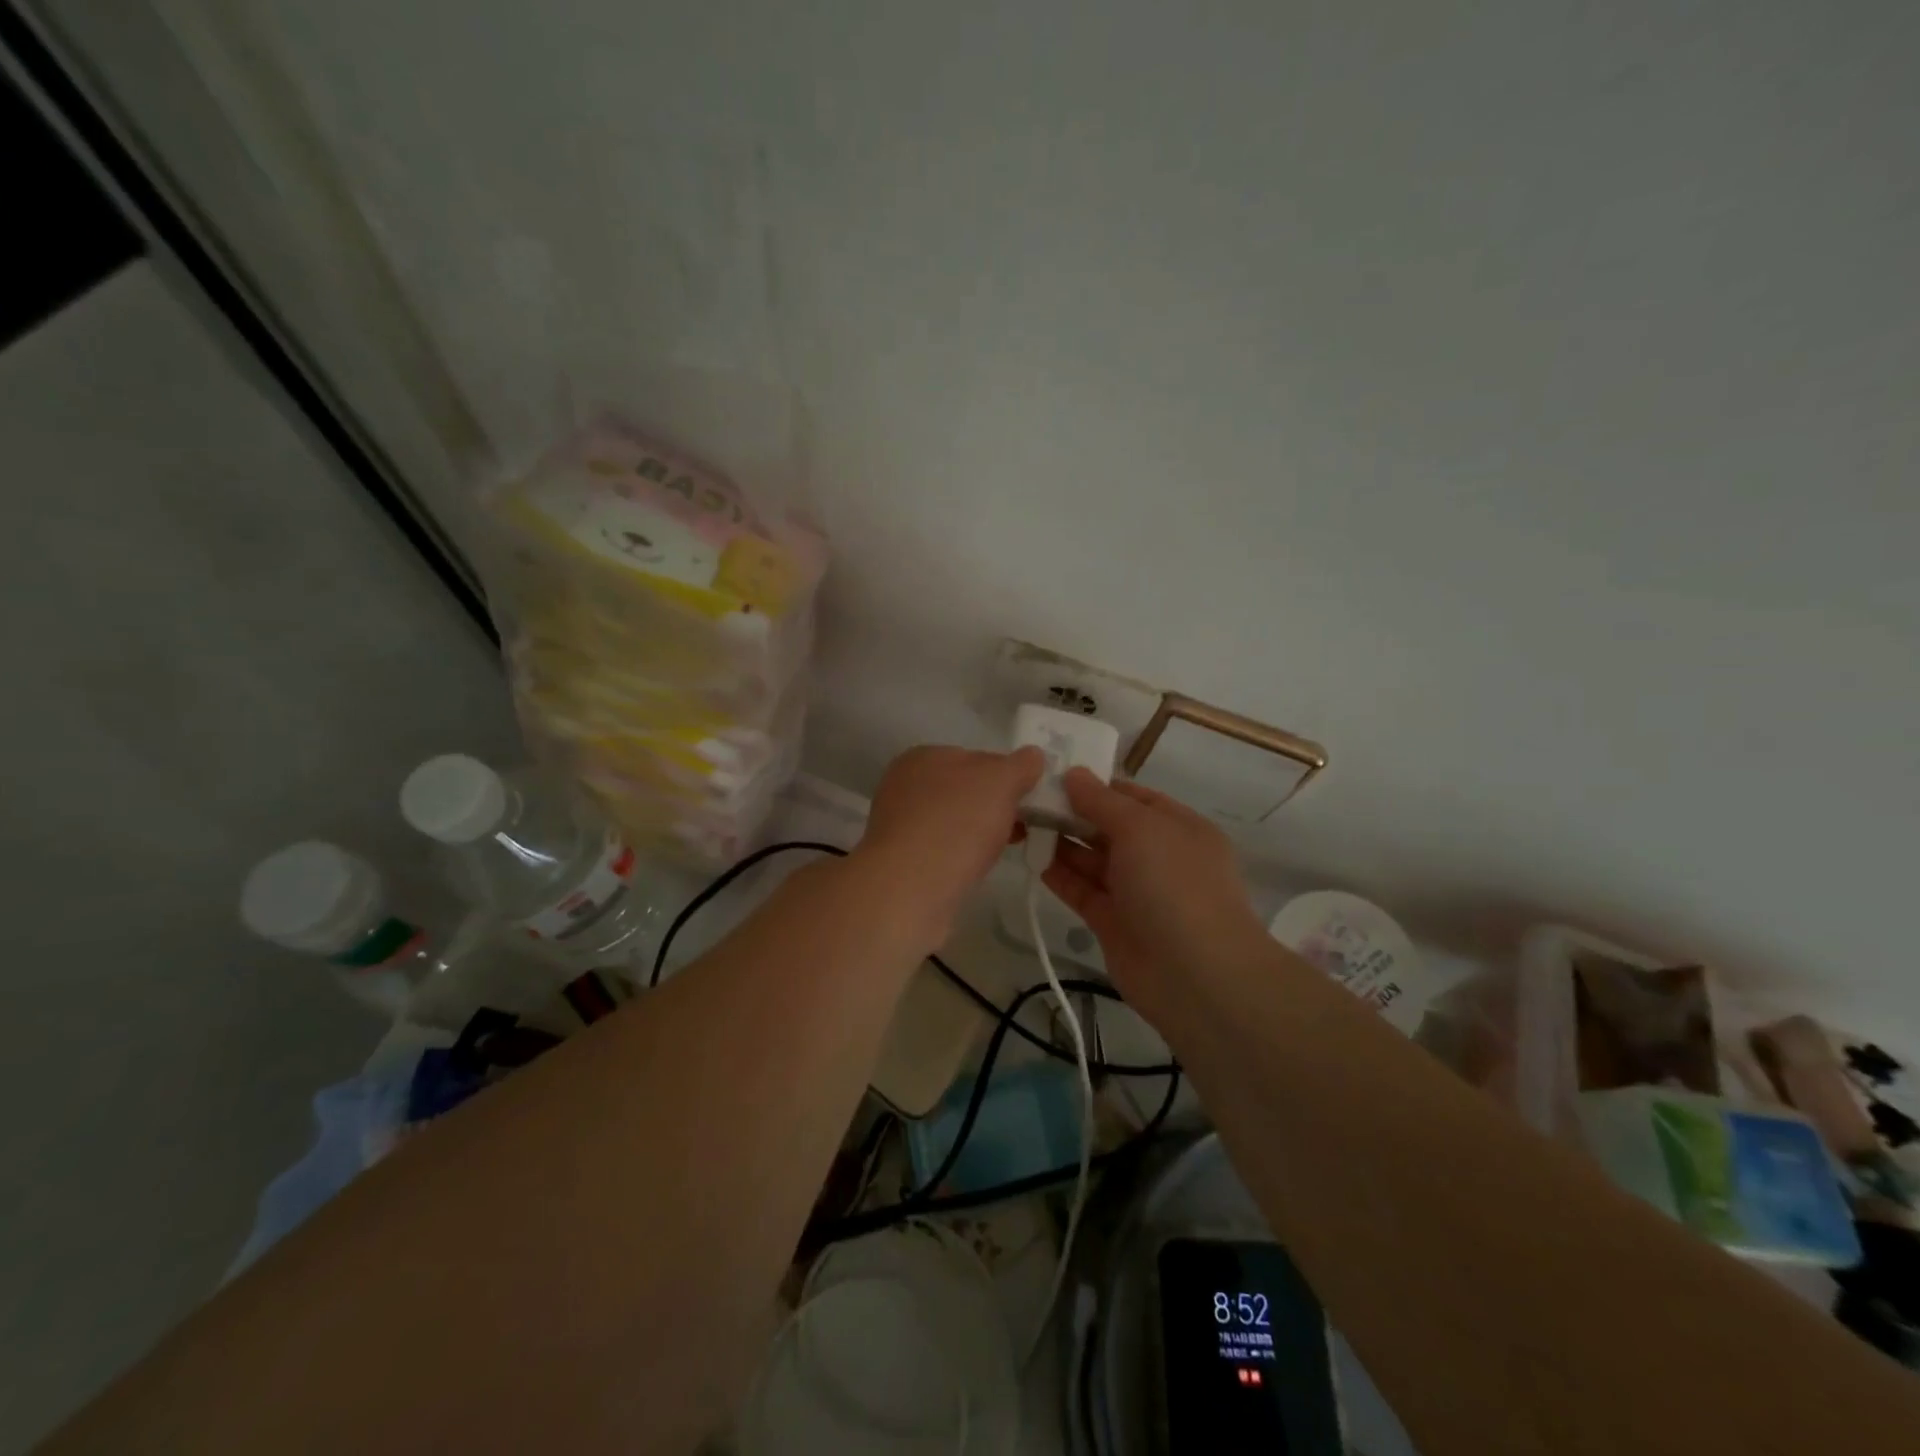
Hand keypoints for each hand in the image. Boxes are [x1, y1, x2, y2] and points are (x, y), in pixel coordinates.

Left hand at [852, 744, 1044, 947]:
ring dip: (978, 832)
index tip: (1027, 798)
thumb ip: (1020, 765)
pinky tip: (974, 867)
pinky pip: (941, 848)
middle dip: (993, 806)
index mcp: (924, 756)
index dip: (1006, 775)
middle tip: (1021, 827)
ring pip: (952, 821)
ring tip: (1001, 850)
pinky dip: (960, 854)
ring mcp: (899, 823)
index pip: (975, 758)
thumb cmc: (957, 823)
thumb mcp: (1000, 782)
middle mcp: (905, 785)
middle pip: (963, 790)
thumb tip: (1032, 756)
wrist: (911, 888)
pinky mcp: (900, 858)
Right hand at [1041, 770, 1269, 1021]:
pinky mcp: (1115, 923)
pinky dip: (1060, 876)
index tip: (1053, 774)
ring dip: (1062, 843)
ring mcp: (1137, 892)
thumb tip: (1074, 774)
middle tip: (1027, 799)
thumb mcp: (1141, 828)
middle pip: (1110, 827)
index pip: (1132, 797)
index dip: (1096, 785)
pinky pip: (1083, 891)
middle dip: (1073, 813)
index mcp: (1178, 827)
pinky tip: (1033, 860)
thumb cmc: (1174, 885)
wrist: (1196, 975)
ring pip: (1094, 860)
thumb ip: (1102, 801)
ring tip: (1023, 824)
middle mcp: (1159, 857)